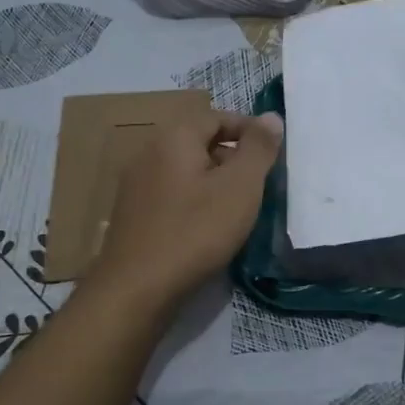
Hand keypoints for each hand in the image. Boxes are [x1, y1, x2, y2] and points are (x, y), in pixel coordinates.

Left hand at [86, 110, 282, 309]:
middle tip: (259, 184)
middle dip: (232, 158)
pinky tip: (207, 229)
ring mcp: (135, 185)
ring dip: (214, 182)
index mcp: (174, 137)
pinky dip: (194, 202)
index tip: (272, 154)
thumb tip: (271, 117)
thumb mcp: (240, 187)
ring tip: (238, 208)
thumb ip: (258, 149)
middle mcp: (148, 152)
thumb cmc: (195, 232)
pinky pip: (171, 195)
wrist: (137, 288)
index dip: (249, 130)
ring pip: (185, 171)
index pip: (216, 117)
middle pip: (199, 142)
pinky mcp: (132, 215)